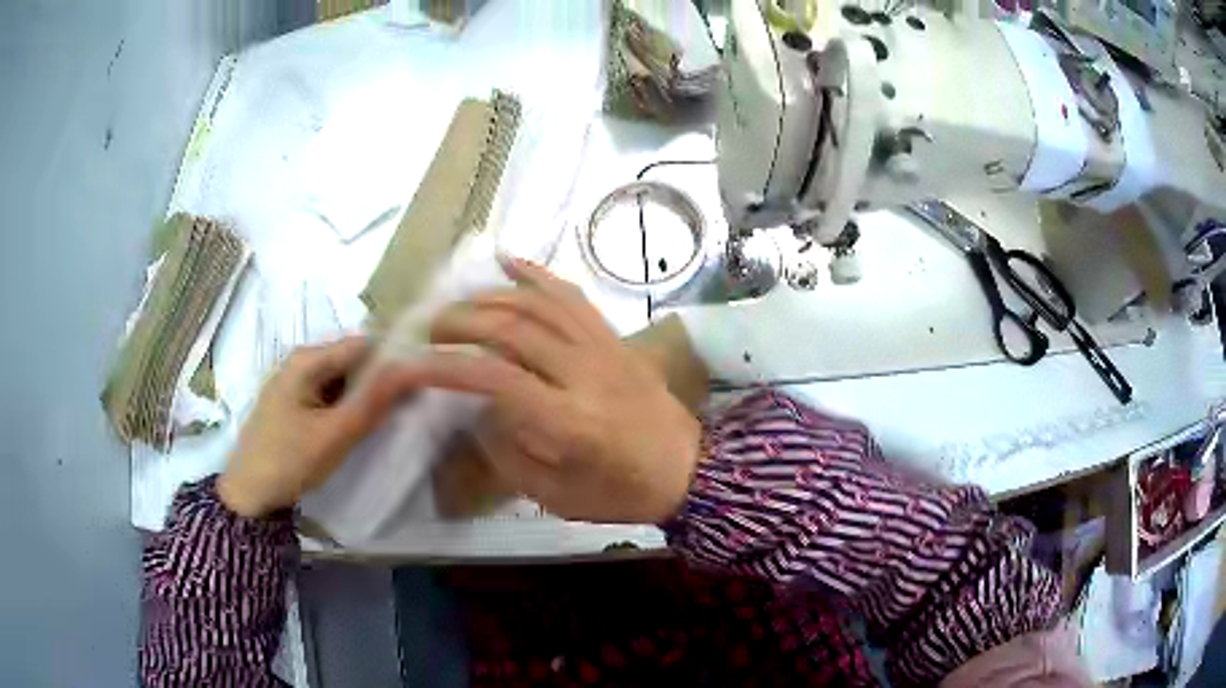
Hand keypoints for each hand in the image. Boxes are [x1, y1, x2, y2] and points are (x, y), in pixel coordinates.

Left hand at [218, 336, 421, 518]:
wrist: (248, 494)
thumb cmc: (289, 461)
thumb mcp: (336, 435)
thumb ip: (374, 401)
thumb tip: (411, 367)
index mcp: (307, 360)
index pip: (363, 344)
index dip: (392, 359)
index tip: (419, 383)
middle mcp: (300, 361)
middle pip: (351, 359)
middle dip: (378, 380)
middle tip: (403, 408)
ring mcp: (294, 381)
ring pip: (341, 379)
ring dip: (362, 395)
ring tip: (383, 419)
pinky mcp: (292, 402)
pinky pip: (328, 394)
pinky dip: (345, 406)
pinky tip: (354, 426)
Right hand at [413, 258, 702, 523]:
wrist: (688, 470)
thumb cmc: (621, 493)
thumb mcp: (556, 496)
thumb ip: (508, 452)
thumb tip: (477, 408)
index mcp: (569, 421)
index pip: (493, 378)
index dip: (444, 367)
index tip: (410, 365)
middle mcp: (584, 373)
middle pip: (510, 328)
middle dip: (459, 323)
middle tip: (429, 332)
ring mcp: (603, 347)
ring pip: (537, 304)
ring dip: (488, 298)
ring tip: (456, 305)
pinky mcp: (614, 337)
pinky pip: (571, 295)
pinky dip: (536, 274)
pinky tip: (506, 261)